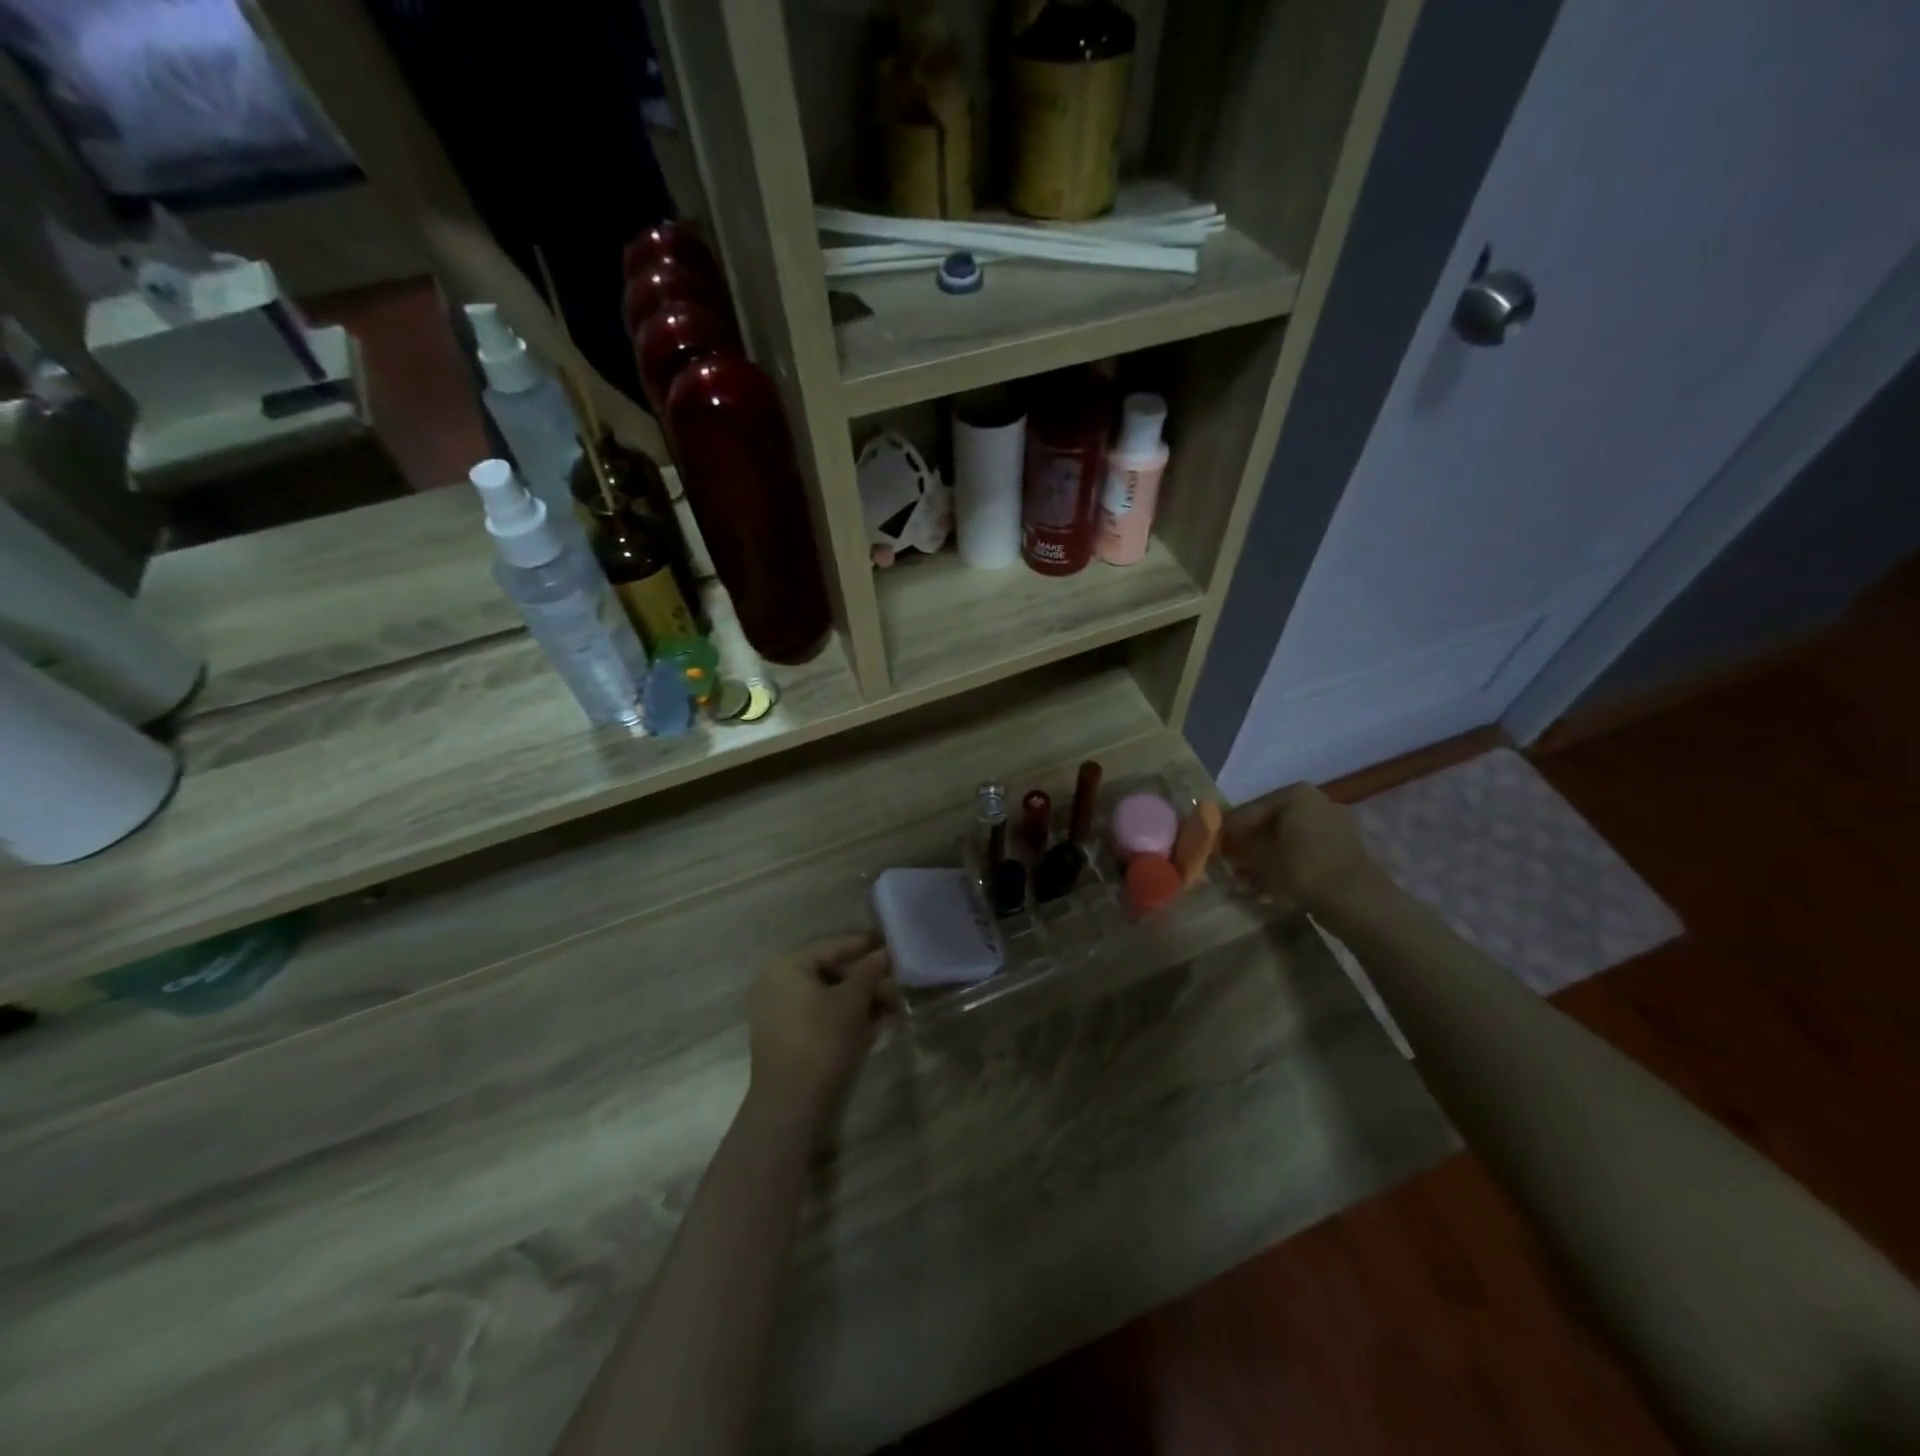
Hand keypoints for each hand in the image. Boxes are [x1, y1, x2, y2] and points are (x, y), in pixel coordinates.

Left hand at [746, 935, 895, 1117]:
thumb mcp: (852, 1001)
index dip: (868, 946)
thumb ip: (870, 971)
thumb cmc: (821, 1040)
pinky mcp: (787, 1038)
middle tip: (900, 986)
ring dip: (863, 1001)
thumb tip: (886, 952)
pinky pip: (822, 1017)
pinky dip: (847, 1018)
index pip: (835, 946)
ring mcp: (780, 1013)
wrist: (791, 1105)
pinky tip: (877, 1026)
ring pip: (830, 997)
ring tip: (894, 1008)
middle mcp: (778, 983)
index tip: (896, 947)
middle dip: (869, 980)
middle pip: (833, 972)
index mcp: (787, 966)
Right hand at [1220, 783, 1384, 913]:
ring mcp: (1334, 823)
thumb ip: (1236, 846)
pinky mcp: (1344, 848)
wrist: (1356, 901)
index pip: (1249, 810)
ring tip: (1246, 881)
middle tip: (1229, 865)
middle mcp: (1316, 800)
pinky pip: (1306, 851)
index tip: (1210, 849)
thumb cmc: (1301, 870)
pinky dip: (1287, 864)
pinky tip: (1270, 885)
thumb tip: (1222, 844)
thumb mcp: (1258, 857)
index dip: (1226, 832)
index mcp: (1295, 793)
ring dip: (1265, 858)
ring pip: (1287, 839)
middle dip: (1247, 846)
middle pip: (1270, 823)